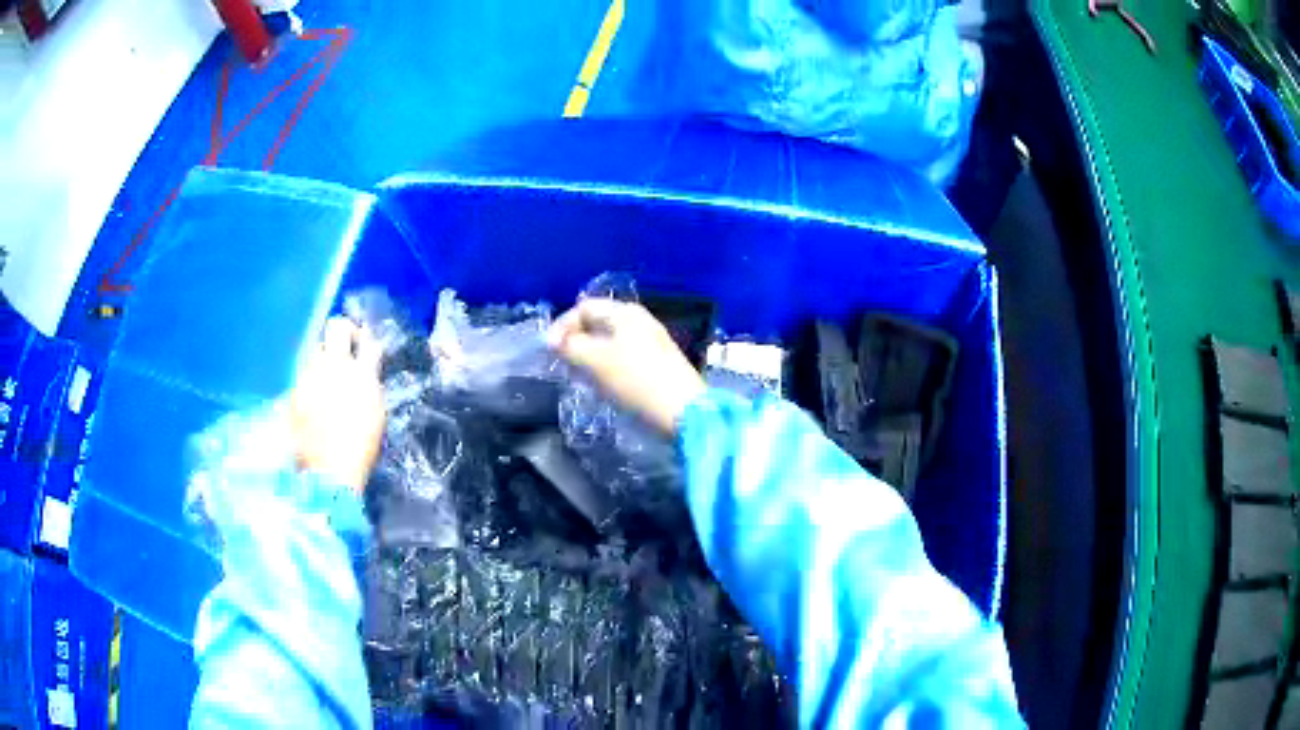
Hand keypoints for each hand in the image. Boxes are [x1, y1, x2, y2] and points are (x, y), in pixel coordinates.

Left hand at [290, 317, 385, 493]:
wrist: (330, 471)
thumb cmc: (360, 445)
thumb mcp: (374, 410)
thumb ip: (368, 379)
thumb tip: (364, 363)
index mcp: (358, 372)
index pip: (365, 338)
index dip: (363, 337)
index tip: (362, 344)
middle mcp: (331, 366)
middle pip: (334, 328)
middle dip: (342, 333)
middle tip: (345, 349)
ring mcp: (309, 377)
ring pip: (315, 353)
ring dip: (324, 361)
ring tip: (328, 383)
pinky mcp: (293, 392)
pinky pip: (303, 377)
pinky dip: (310, 384)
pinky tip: (315, 404)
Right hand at [548, 299, 704, 434]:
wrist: (685, 412)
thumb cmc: (636, 381)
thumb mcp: (595, 361)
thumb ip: (570, 346)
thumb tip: (552, 340)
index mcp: (625, 312)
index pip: (584, 307)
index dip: (562, 325)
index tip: (548, 351)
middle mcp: (640, 320)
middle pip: (598, 322)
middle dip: (576, 340)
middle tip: (562, 363)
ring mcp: (652, 342)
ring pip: (610, 341)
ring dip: (590, 355)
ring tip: (579, 375)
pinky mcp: (658, 364)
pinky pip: (623, 357)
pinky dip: (607, 366)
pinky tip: (604, 384)